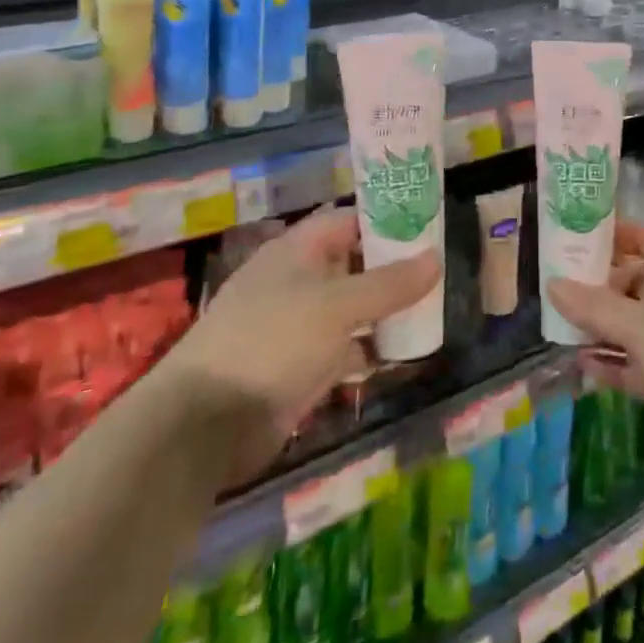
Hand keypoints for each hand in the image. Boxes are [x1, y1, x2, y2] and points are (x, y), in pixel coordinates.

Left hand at [159, 208, 439, 489]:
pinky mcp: (300, 367)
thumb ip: (388, 283)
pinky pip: (345, 348)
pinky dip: (370, 348)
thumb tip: (436, 258)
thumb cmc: (272, 341)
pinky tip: (403, 354)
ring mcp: (298, 325)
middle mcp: (298, 281)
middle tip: (438, 269)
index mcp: (297, 250)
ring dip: (384, 310)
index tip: (426, 225)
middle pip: (353, 263)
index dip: (385, 218)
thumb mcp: (337, 306)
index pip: (348, 220)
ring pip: (351, 307)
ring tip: (431, 309)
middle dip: (391, 267)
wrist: (205, 424)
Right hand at [549, 224, 643, 487]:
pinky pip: (635, 361)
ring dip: (601, 326)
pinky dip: (611, 361)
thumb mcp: (639, 326)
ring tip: (560, 323)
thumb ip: (593, 306)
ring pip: (632, 324)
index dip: (617, 234)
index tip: (580, 235)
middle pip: (635, 282)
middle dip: (600, 285)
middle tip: (559, 284)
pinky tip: (581, 362)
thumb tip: (552, 284)